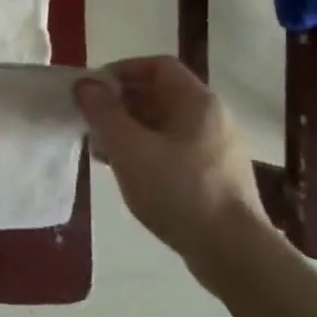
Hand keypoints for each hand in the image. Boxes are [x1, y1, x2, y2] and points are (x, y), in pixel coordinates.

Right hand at [73, 56, 268, 272]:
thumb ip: (103, 112)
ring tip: (100, 149)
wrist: (230, 250)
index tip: (91, 91)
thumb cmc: (177, 189)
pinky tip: (124, 170)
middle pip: (158, 94)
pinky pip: (170, 148)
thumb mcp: (129, 147)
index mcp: (196, 102)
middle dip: (119, 103)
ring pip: (162, 123)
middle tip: (89, 121)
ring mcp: (214, 147)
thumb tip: (85, 84)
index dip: (121, 71)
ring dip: (127, 128)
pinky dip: (143, 150)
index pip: (157, 66)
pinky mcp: (211, 174)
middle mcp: (210, 117)